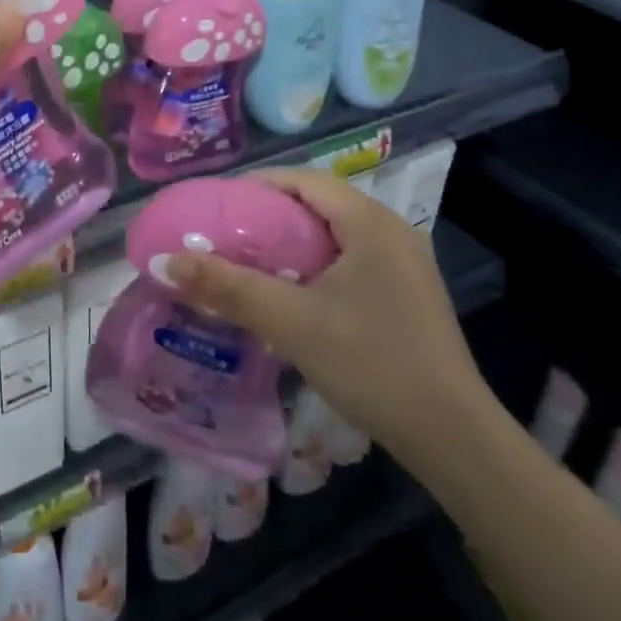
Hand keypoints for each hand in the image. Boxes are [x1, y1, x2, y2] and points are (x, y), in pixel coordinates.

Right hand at [166, 166, 492, 460]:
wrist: (455, 440)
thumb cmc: (372, 364)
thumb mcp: (291, 323)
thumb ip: (227, 287)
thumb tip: (164, 261)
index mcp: (370, 221)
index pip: (303, 180)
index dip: (256, 186)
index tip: (216, 207)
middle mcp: (392, 229)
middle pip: (318, 203)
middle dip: (269, 214)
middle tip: (227, 236)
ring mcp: (405, 263)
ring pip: (335, 233)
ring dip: (292, 241)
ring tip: (251, 262)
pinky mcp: (409, 293)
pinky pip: (351, 258)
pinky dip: (316, 264)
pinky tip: (294, 294)